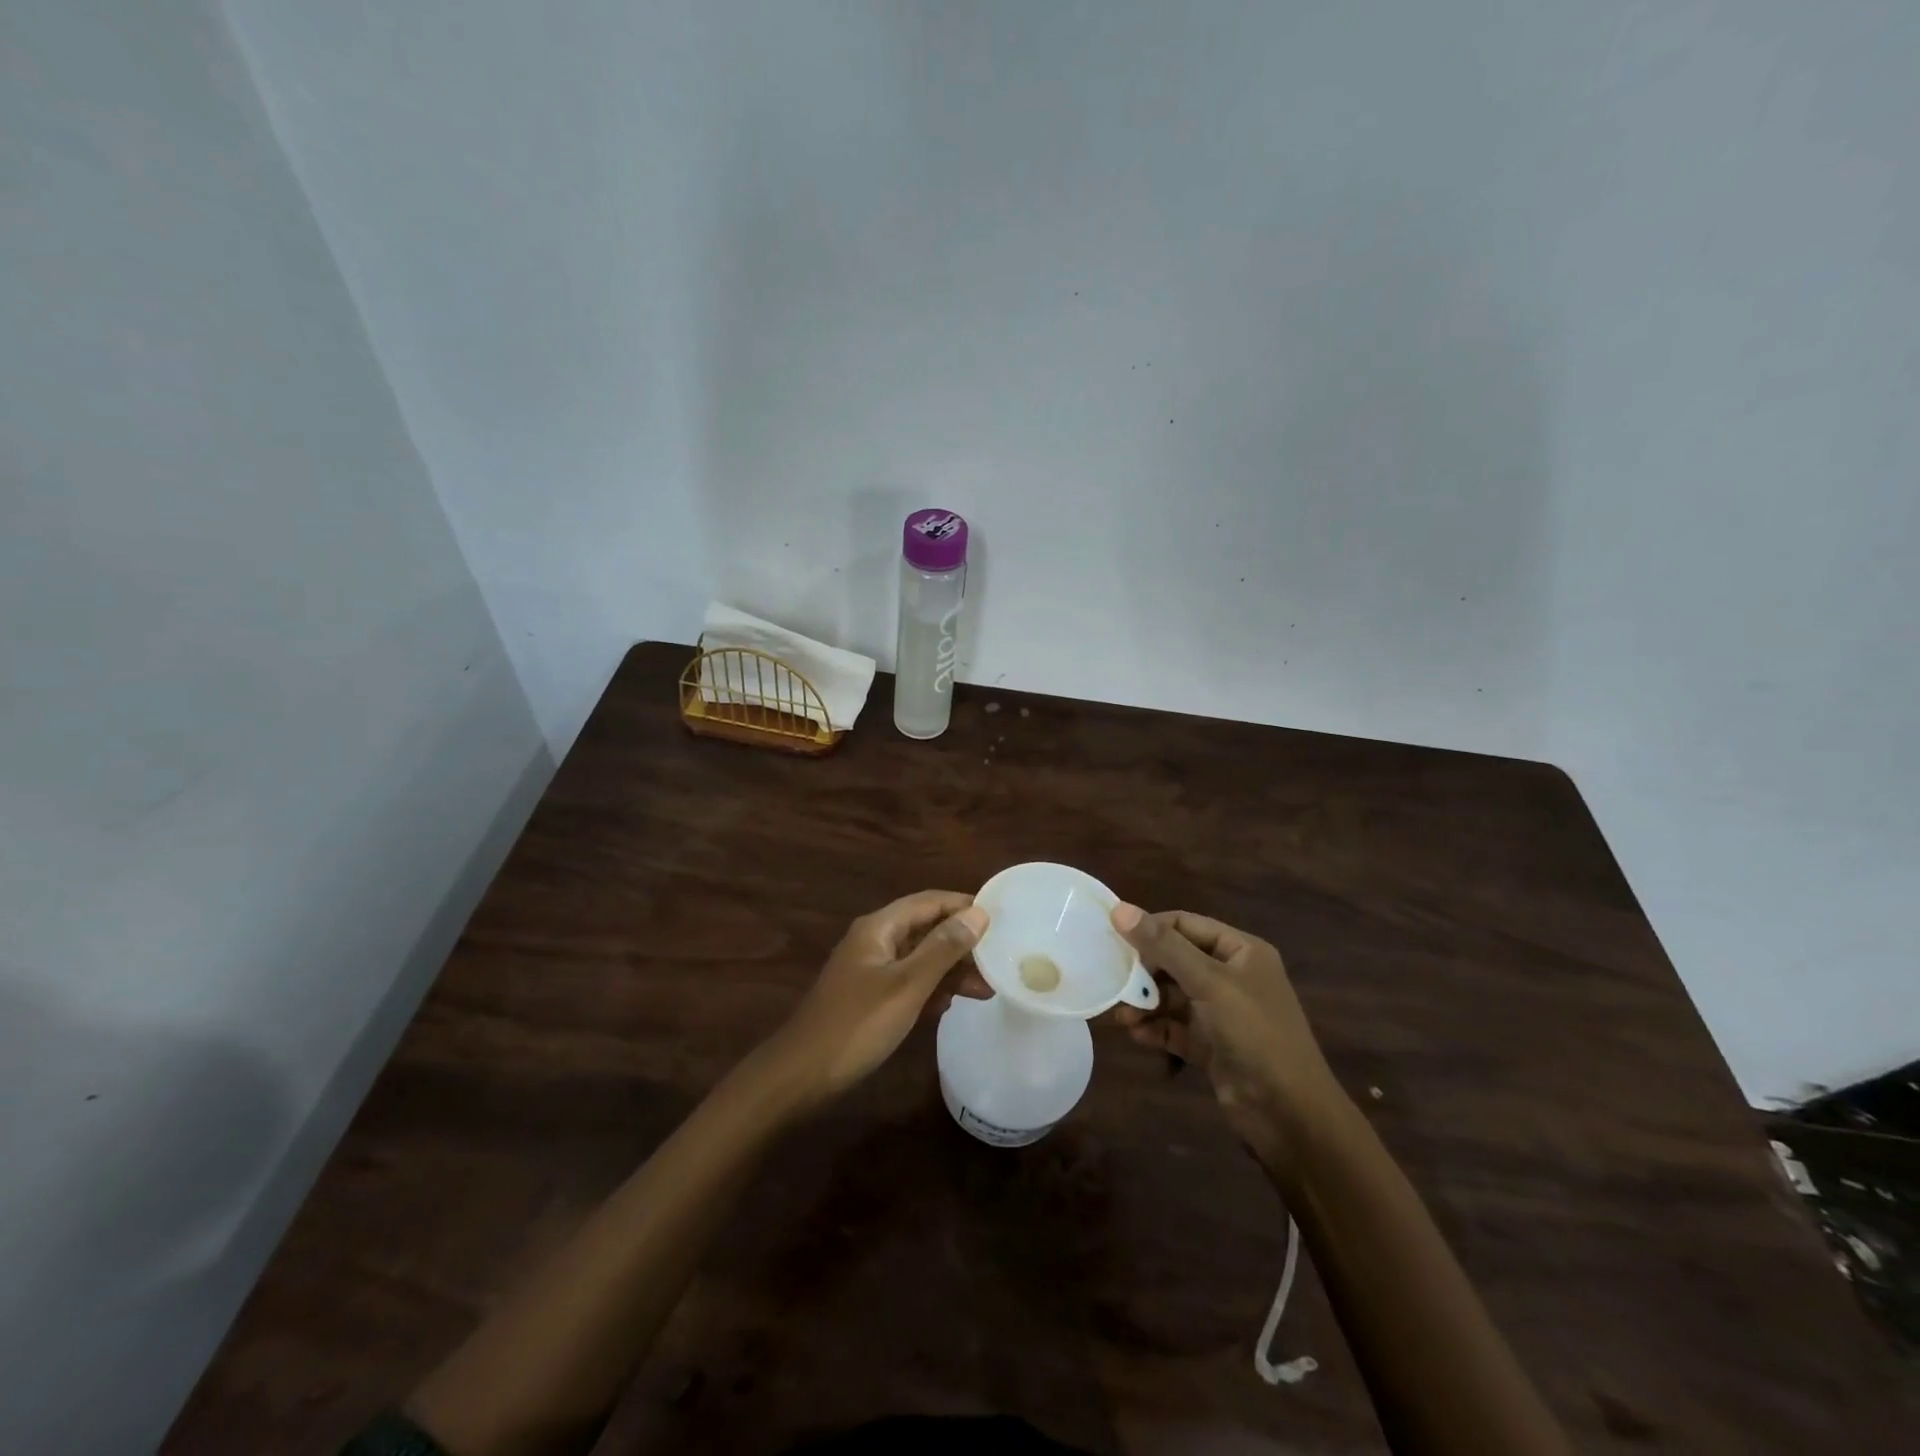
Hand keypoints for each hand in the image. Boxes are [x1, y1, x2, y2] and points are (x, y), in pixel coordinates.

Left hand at [767, 891, 989, 1108]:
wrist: (802, 1075)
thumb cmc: (857, 1024)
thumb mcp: (907, 985)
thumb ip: (943, 948)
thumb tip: (978, 913)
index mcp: (879, 928)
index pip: (929, 902)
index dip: (963, 905)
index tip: (1000, 917)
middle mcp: (874, 941)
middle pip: (925, 929)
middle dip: (961, 942)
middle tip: (998, 959)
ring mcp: (870, 970)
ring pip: (919, 958)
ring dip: (950, 969)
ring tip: (986, 988)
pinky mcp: (870, 997)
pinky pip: (908, 982)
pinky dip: (931, 989)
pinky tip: (951, 1006)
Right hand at [1110, 905, 1342, 1169]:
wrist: (1290, 1115)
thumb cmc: (1254, 1033)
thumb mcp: (1208, 982)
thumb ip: (1163, 946)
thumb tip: (1119, 909)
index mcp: (1241, 951)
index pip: (1185, 924)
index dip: (1150, 928)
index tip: (1113, 939)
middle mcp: (1231, 977)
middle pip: (1175, 961)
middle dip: (1144, 972)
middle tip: (1113, 981)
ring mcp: (1221, 1013)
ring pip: (1172, 997)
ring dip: (1146, 1004)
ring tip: (1120, 1016)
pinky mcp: (1211, 1046)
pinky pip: (1175, 1028)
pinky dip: (1156, 1030)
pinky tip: (1136, 1036)